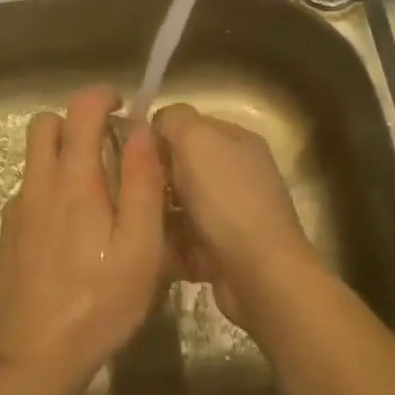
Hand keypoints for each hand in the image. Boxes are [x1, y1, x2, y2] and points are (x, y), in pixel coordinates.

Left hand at [0, 85, 166, 394]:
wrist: (32, 359)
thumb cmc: (98, 303)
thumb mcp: (140, 248)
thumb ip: (143, 183)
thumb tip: (141, 129)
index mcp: (73, 179)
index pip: (80, 108)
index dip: (101, 96)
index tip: (121, 108)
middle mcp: (39, 183)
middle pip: (44, 123)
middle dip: (74, 121)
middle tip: (105, 147)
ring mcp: (18, 208)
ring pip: (34, 157)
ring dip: (61, 155)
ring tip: (95, 195)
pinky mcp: (8, 234)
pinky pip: (29, 191)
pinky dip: (50, 189)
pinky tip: (71, 233)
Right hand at [153, 103, 319, 331]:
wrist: (261, 276)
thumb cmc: (226, 199)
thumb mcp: (196, 139)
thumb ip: (173, 119)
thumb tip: (156, 124)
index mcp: (237, 141)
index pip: (188, 125)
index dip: (160, 136)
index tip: (134, 154)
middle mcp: (238, 173)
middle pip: (182, 166)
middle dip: (157, 178)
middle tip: (133, 191)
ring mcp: (232, 214)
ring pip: (180, 205)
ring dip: (159, 214)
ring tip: (139, 222)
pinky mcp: (224, 251)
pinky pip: (185, 239)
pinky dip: (170, 245)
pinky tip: (154, 249)